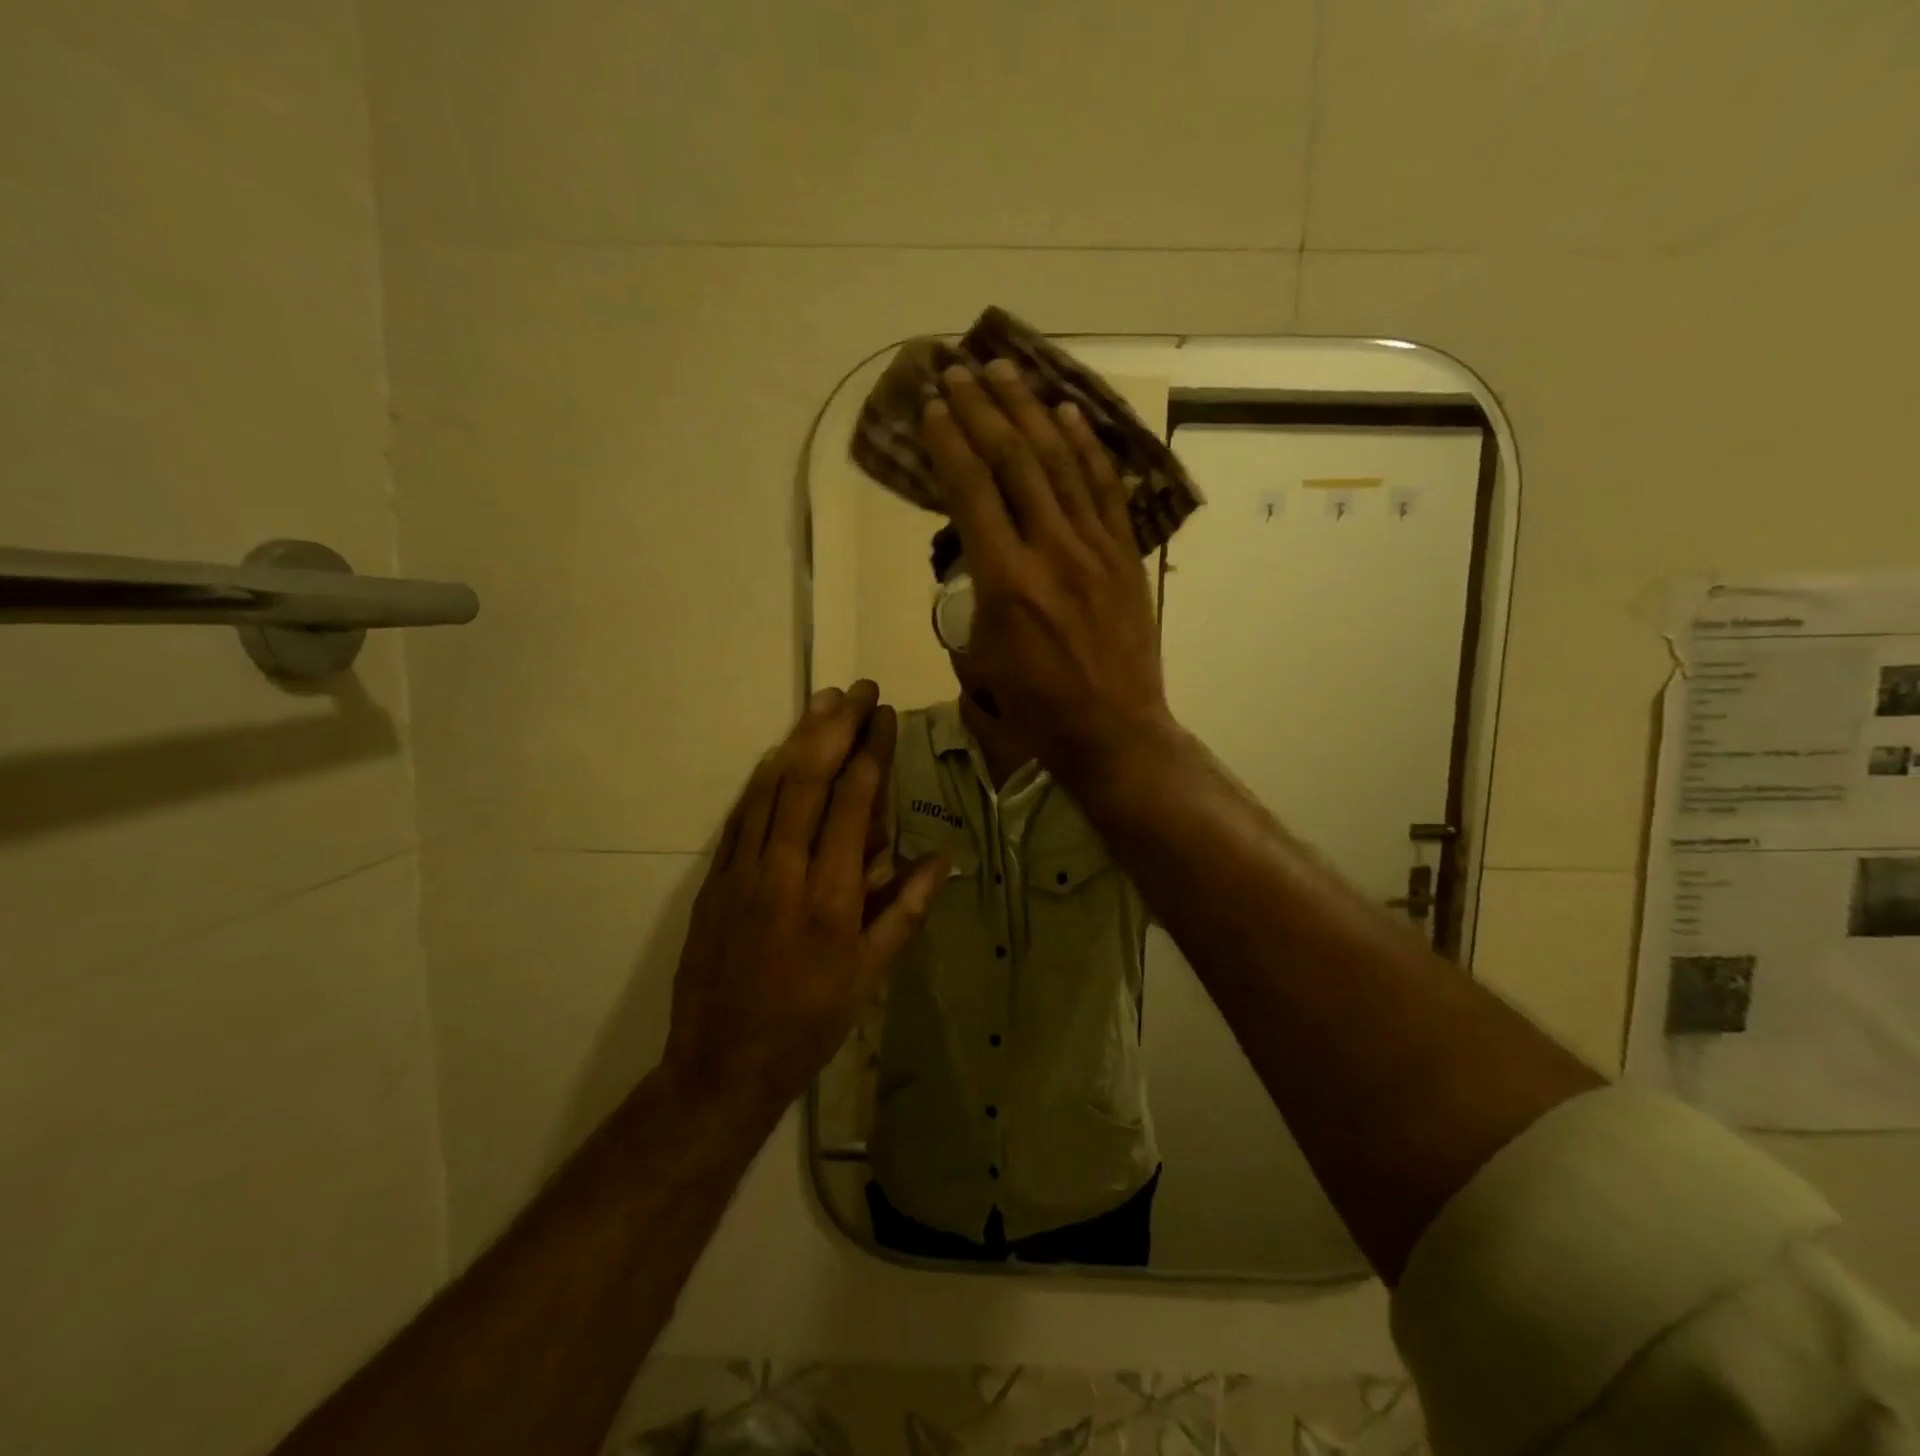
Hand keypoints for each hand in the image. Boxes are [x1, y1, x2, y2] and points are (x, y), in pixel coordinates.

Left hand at [663, 681, 946, 1119]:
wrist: (720, 1064)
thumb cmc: (807, 1024)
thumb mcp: (868, 978)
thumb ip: (903, 912)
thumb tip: (939, 856)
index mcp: (830, 898)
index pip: (852, 803)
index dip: (870, 752)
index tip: (885, 717)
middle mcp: (784, 872)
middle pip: (808, 780)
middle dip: (835, 728)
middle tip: (858, 691)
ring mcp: (742, 871)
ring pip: (770, 788)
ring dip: (798, 739)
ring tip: (823, 702)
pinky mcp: (714, 878)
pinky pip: (742, 814)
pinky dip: (763, 777)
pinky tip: (779, 753)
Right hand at [921, 359, 1174, 772]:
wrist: (1112, 729)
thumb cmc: (1036, 706)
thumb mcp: (981, 656)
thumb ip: (973, 596)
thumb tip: (974, 555)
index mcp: (1006, 581)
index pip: (972, 491)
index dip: (950, 441)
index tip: (933, 405)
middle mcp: (1051, 551)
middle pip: (1015, 461)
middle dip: (983, 409)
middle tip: (960, 369)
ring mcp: (1095, 549)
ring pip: (1061, 463)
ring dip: (1031, 410)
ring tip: (1007, 371)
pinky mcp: (1125, 556)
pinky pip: (1106, 489)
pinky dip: (1086, 447)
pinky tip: (1068, 413)